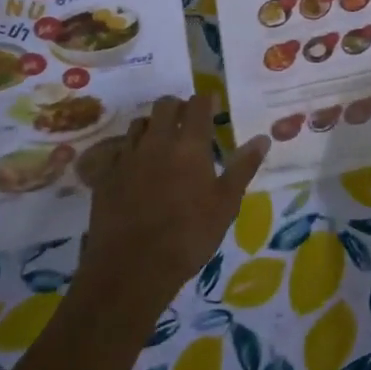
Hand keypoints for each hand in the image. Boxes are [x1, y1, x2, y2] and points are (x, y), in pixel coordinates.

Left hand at [75, 95, 269, 310]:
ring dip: (154, 126)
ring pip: (140, 123)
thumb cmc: (189, 236)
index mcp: (189, 145)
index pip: (198, 104)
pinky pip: (119, 148)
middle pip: (165, 104)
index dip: (206, 101)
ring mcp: (128, 156)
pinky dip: (131, 149)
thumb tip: (263, 138)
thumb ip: (243, 167)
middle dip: (178, 107)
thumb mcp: (226, 204)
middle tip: (189, 124)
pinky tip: (137, 166)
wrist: (132, 268)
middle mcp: (157, 141)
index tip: (213, 108)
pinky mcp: (106, 174)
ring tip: (163, 144)